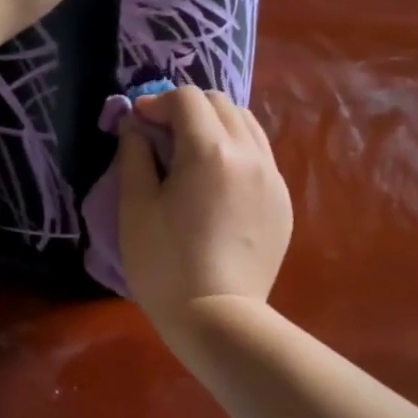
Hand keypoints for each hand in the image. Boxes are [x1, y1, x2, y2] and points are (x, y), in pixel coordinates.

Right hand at [117, 86, 291, 332]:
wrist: (217, 318)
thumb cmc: (165, 264)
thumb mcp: (135, 207)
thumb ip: (134, 155)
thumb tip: (135, 124)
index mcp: (210, 151)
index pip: (187, 98)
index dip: (157, 102)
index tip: (138, 123)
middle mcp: (250, 154)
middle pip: (220, 103)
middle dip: (187, 109)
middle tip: (162, 135)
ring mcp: (273, 177)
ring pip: (247, 125)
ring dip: (215, 125)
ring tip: (192, 153)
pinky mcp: (283, 201)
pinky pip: (260, 156)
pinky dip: (236, 151)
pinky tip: (217, 182)